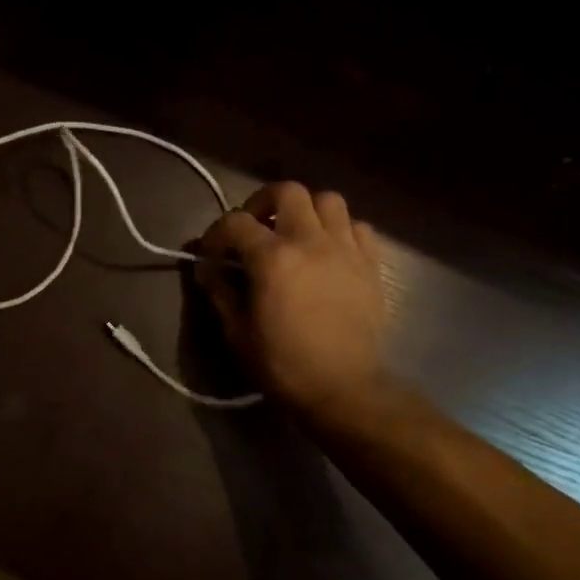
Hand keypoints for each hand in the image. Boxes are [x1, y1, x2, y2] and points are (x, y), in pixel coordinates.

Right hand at [192, 181, 387, 418]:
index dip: (215, 235)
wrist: (343, 387)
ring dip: (306, 210)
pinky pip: (358, 227)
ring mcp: (345, 249)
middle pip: (287, 191)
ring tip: (295, 233)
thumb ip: (220, 293)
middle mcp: (310, 241)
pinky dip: (340, 230)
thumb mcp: (237, 333)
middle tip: (255, 227)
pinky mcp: (370, 264)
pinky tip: (329, 251)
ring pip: (328, 200)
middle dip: (263, 203)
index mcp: (272, 258)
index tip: (211, 258)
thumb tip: (208, 271)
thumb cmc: (283, 364)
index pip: (235, 222)